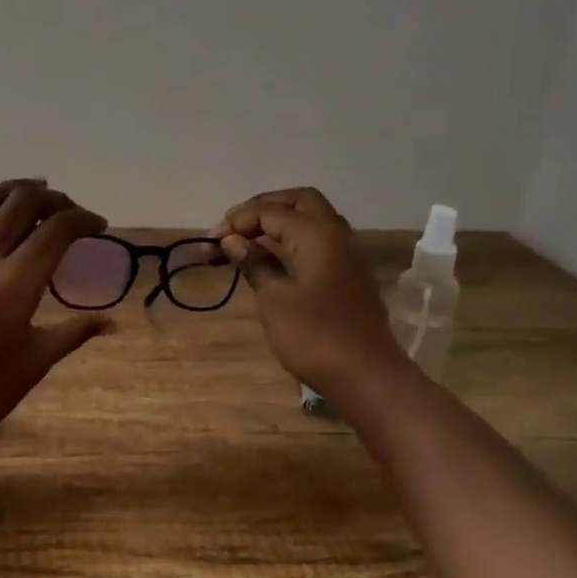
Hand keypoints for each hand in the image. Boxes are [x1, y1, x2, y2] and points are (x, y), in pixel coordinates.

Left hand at [0, 173, 114, 445]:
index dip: (83, 220)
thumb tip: (112, 322)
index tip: (98, 224)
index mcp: (18, 281)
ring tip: (30, 186)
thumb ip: (75, 332)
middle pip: (21, 207)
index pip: (58, 231)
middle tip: (67, 209)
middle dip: (51, 200)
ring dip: (9, 189)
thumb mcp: (38, 360)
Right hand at [215, 187, 406, 396]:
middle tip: (234, 229)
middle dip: (263, 208)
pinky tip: (273, 261)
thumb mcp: (274, 300)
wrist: (365, 375)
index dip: (237, 221)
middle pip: (299, 201)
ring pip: (312, 219)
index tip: (210, 243)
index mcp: (316, 234)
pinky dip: (294, 241)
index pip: (269, 211)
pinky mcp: (349, 275)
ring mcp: (347, 254)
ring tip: (248, 243)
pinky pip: (319, 241)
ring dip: (280, 223)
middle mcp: (336, 234)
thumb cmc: (314, 336)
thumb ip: (254, 264)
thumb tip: (233, 240)